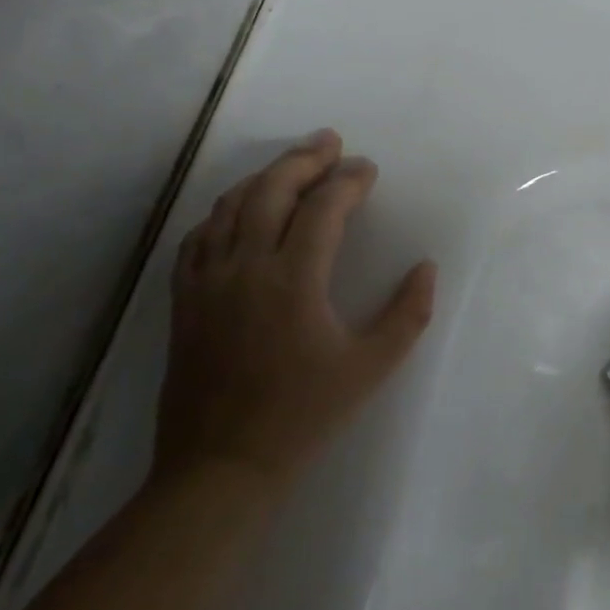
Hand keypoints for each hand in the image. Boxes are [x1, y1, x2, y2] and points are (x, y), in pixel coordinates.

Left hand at [156, 129, 437, 488]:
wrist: (220, 468)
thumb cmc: (303, 416)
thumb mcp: (371, 368)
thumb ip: (408, 313)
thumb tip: (425, 267)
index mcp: (294, 280)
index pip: (323, 208)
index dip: (348, 181)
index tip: (367, 169)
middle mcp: (246, 267)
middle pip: (272, 190)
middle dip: (304, 159)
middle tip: (330, 142)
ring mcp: (208, 281)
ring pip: (231, 206)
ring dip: (264, 177)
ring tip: (291, 164)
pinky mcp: (184, 300)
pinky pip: (199, 237)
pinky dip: (223, 211)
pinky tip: (239, 210)